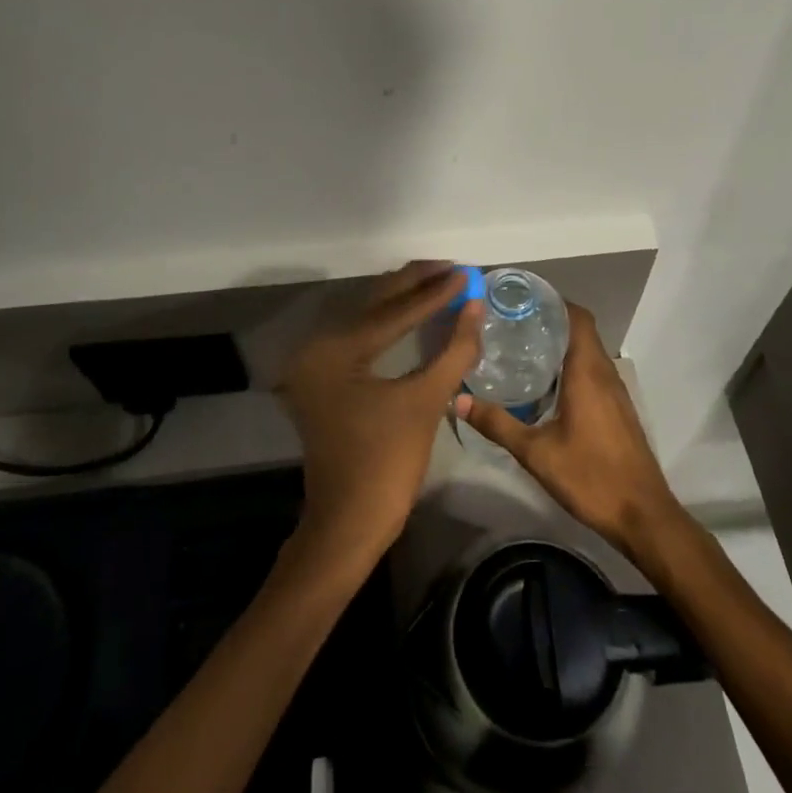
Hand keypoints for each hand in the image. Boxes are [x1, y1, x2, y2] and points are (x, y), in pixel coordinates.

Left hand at [275, 261, 481, 564]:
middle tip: (453, 269)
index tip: (467, 272)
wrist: (350, 523)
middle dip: (416, 286)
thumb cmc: (387, 464)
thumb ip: (452, 349)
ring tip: (441, 283)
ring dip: (404, 301)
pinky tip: (416, 314)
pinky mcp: (323, 377)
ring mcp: (315, 363)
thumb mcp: (425, 401)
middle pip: (374, 305)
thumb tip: (475, 307)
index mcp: (334, 350)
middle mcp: (317, 347)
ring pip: (367, 318)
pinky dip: (389, 324)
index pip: (393, 311)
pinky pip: (361, 338)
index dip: (435, 292)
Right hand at [454, 303, 683, 557]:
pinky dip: (571, 366)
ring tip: (522, 348)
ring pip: (588, 352)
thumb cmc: (591, 477)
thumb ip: (498, 424)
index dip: (553, 302)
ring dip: (561, 344)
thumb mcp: (536, 453)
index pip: (577, 317)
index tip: (521, 300)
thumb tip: (460, 400)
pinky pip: (593, 372)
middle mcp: (605, 373)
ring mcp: (615, 392)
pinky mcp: (617, 410)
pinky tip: (546, 385)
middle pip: (581, 330)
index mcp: (588, 372)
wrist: (643, 516)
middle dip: (549, 321)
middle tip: (511, 322)